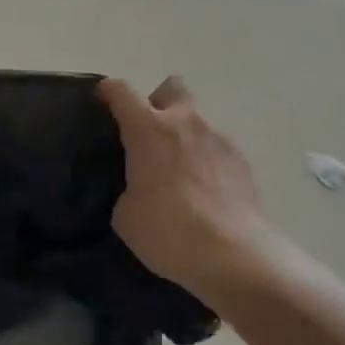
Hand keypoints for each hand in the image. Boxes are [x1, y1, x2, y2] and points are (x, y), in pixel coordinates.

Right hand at [97, 76, 281, 296]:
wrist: (234, 255)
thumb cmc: (168, 232)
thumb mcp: (126, 216)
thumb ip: (128, 189)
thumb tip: (139, 189)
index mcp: (148, 129)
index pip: (121, 91)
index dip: (108, 91)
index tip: (102, 99)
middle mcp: (184, 122)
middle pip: (171, 88)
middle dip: (159, 103)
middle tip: (150, 134)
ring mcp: (218, 138)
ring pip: (197, 121)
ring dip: (185, 137)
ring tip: (179, 174)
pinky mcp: (242, 160)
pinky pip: (217, 148)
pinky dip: (207, 161)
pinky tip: (204, 192)